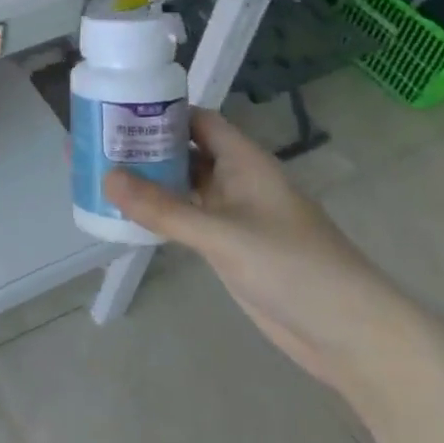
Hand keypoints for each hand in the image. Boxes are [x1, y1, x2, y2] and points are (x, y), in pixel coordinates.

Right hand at [103, 111, 411, 394]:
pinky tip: (127, 215)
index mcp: (244, 161)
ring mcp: (234, 216)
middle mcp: (237, 181)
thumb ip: (164, 208)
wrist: (349, 333)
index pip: (198, 120)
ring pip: (183, 186)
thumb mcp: (223, 234)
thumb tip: (106, 177)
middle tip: (95, 143)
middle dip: (145, 146)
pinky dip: (159, 214)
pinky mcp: (229, 248)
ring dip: (149, 181)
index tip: (116, 109)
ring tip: (100, 174)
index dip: (161, 111)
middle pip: (185, 151)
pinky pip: (186, 219)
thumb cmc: (292, 267)